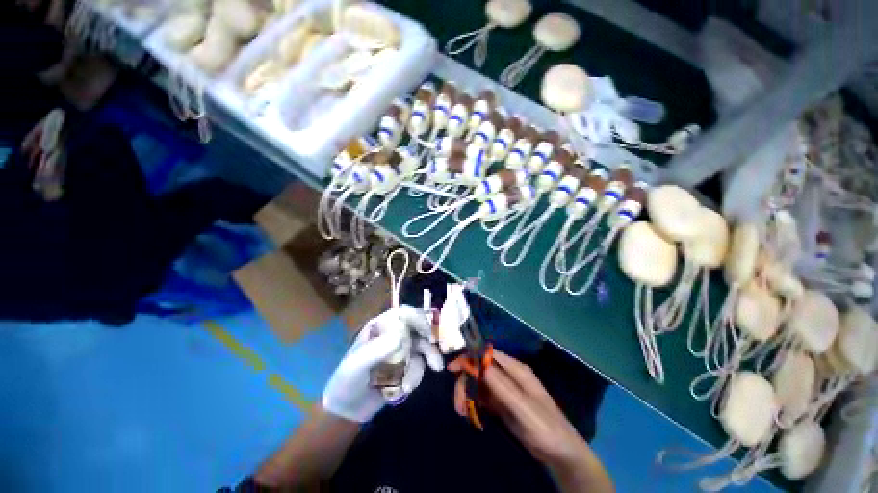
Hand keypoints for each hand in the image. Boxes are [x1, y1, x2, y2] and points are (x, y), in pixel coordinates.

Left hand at [323, 306, 442, 422]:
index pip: (402, 314)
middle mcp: (393, 334)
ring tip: (409, 386)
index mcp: (380, 326)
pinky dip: (414, 377)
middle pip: (417, 330)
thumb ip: (377, 349)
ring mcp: (400, 350)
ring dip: (420, 367)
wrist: (347, 410)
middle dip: (427, 346)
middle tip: (435, 362)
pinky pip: (418, 365)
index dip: (417, 319)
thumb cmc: (347, 381)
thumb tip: (402, 335)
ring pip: (421, 349)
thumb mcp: (358, 364)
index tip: (427, 333)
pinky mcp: (406, 365)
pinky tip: (404, 390)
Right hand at [449, 351, 588, 468]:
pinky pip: (484, 397)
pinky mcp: (503, 403)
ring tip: (462, 412)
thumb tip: (478, 363)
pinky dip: (474, 402)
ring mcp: (505, 390)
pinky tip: (470, 414)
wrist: (560, 453)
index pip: (487, 355)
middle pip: (480, 369)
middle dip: (466, 382)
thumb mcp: (523, 407)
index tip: (452, 369)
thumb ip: (501, 385)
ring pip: (480, 383)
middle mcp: (508, 375)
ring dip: (468, 393)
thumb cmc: (545, 427)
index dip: (469, 358)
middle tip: (458, 404)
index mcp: (515, 369)